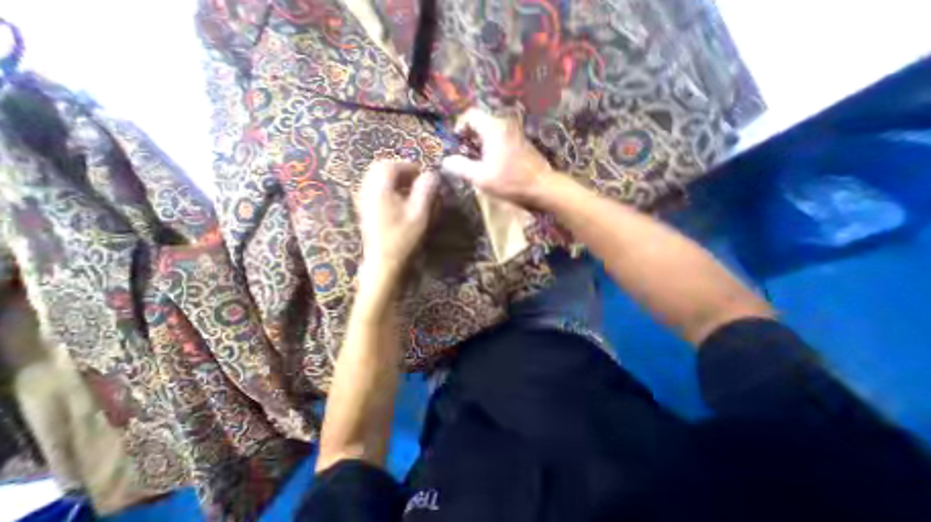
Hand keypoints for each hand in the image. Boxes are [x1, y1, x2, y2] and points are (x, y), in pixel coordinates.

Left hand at [360, 161, 440, 278]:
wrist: (384, 263)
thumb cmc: (403, 239)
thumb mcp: (419, 214)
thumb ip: (426, 191)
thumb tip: (432, 174)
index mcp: (380, 189)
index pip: (391, 165)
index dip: (410, 166)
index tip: (425, 175)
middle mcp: (368, 191)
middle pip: (381, 169)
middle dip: (401, 171)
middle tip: (417, 180)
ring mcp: (364, 201)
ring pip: (377, 179)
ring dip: (395, 180)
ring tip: (411, 190)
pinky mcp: (366, 210)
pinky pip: (375, 190)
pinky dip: (389, 190)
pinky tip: (400, 201)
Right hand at [440, 108, 554, 205]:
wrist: (541, 187)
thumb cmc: (510, 182)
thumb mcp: (481, 177)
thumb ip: (461, 167)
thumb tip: (446, 161)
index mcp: (493, 128)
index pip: (471, 114)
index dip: (459, 126)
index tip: (456, 142)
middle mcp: (505, 124)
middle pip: (481, 122)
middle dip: (469, 136)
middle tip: (464, 154)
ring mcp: (515, 132)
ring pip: (491, 130)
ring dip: (480, 142)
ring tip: (476, 160)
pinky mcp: (521, 142)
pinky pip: (501, 137)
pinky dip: (492, 145)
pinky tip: (492, 162)